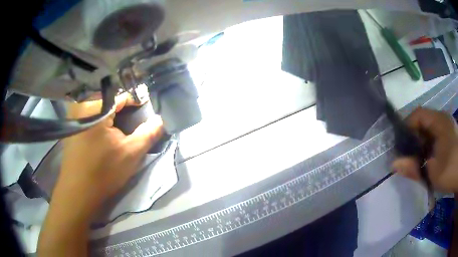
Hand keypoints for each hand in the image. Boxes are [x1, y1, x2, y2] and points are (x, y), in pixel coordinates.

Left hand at [38, 93, 162, 256]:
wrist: (79, 192)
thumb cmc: (104, 171)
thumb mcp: (131, 153)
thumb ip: (148, 133)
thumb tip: (160, 119)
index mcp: (95, 106)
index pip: (121, 96)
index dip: (136, 102)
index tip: (145, 110)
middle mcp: (81, 105)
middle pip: (108, 100)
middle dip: (122, 108)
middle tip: (132, 119)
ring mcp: (73, 116)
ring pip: (98, 107)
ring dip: (110, 114)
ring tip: (119, 125)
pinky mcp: (71, 127)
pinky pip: (89, 115)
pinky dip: (99, 119)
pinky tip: (104, 132)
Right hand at [392, 107, 457, 191]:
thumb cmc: (451, 169)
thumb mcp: (433, 172)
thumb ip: (414, 168)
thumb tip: (394, 164)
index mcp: (438, 121)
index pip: (418, 115)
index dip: (406, 126)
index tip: (400, 144)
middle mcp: (442, 120)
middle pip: (423, 123)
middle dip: (414, 139)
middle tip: (407, 157)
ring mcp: (447, 128)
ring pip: (430, 132)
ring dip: (422, 145)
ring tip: (417, 161)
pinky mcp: (450, 138)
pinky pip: (436, 138)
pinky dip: (430, 148)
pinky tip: (429, 161)